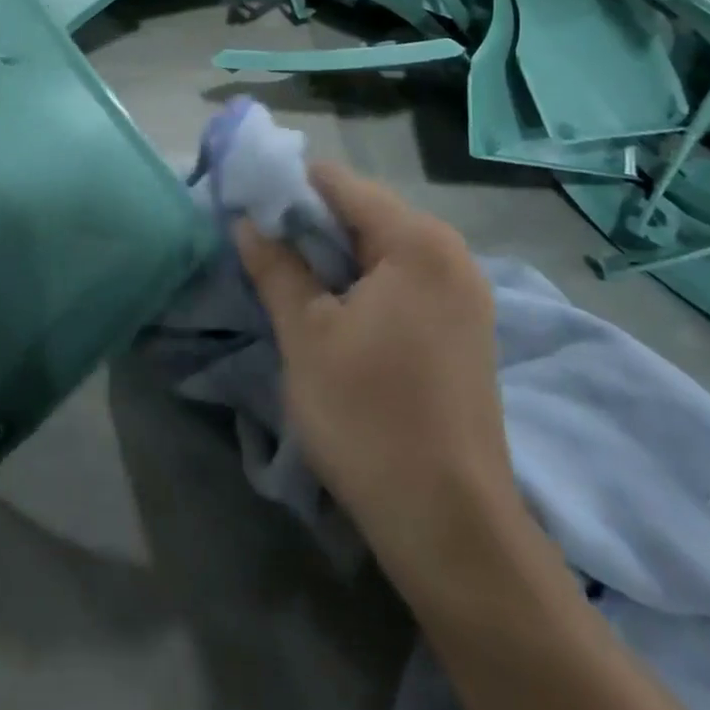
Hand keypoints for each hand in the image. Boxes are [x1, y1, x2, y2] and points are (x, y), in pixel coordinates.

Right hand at [236, 163, 526, 593]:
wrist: (451, 526)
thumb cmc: (370, 415)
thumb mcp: (306, 334)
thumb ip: (275, 266)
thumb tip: (246, 221)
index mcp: (416, 240)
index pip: (339, 183)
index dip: (287, 189)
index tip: (246, 209)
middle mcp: (449, 251)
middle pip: (364, 211)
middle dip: (309, 224)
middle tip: (260, 247)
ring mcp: (464, 290)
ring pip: (382, 248)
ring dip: (333, 256)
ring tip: (287, 278)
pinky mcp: (464, 326)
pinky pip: (403, 279)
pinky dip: (363, 282)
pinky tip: (333, 310)